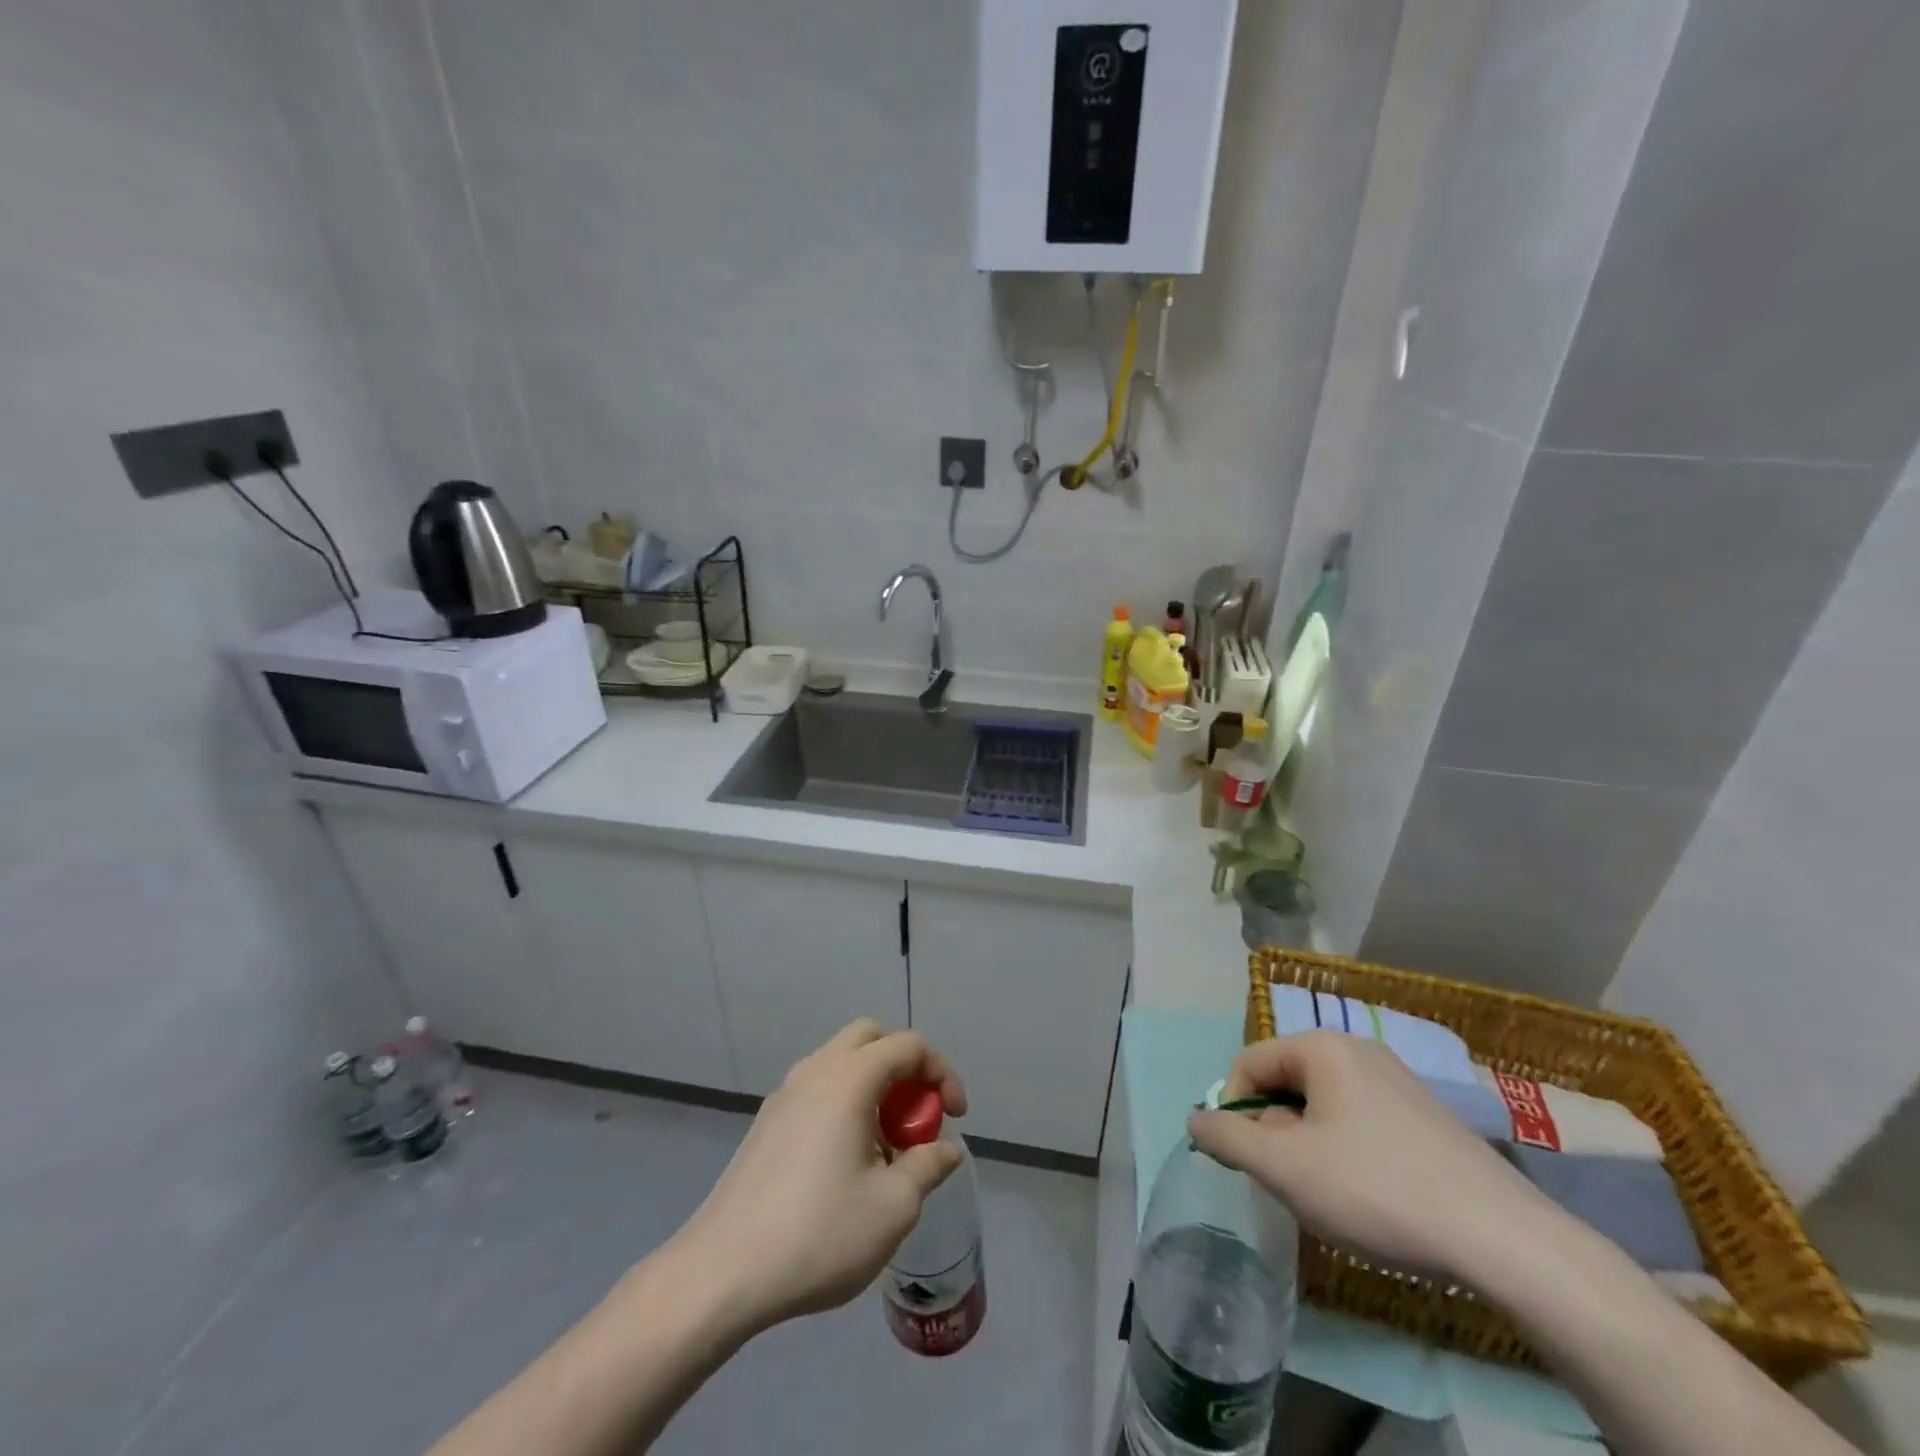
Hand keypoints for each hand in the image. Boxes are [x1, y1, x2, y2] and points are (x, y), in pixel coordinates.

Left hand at [676, 1020, 968, 1333]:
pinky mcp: (766, 1123)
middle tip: (919, 1116)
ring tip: (886, 1146)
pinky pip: (818, 1089)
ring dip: (874, 1086)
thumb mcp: (892, 1207)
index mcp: (849, 1078)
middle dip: (905, 1067)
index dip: (942, 1073)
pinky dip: (845, 1103)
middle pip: (871, 1038)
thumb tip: (946, 1150)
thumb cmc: (818, 1234)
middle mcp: (816, 1071)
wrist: (722, 1272)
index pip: (908, 1046)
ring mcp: (785, 1094)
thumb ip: (927, 1167)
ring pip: (841, 1063)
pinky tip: (846, 1162)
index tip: (955, 1117)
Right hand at [1187, 1030, 1547, 1285]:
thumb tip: (1196, 1121)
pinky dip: (1347, 1153)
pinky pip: (1360, 1121)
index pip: (1249, 1064)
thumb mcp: (1284, 1169)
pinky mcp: (1426, 1116)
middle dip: (1276, 1133)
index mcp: (1322, 1047)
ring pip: (1322, 1106)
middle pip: (1286, 1083)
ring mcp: (1398, 1081)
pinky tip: (1372, 1197)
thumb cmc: (1377, 1190)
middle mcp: (1358, 1049)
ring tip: (1333, 1196)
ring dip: (1309, 1147)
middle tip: (1293, 1184)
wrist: (1505, 1240)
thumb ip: (1227, 1139)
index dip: (1234, 1111)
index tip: (1248, 1163)